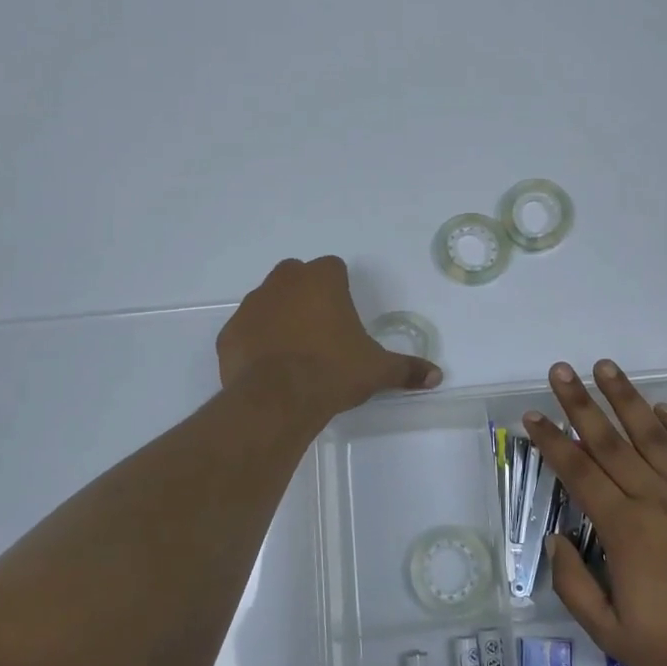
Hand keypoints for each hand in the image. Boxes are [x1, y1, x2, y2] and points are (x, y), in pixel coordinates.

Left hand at [218, 257, 441, 422]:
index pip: (332, 267)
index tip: (344, 314)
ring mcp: (252, 305)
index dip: (339, 287)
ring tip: (293, 351)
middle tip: (320, 329)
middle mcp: (283, 282)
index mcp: (321, 280)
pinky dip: (255, 341)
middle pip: (296, 275)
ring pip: (267, 300)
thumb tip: (436, 376)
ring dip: (279, 316)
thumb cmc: (333, 372)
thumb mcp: (377, 370)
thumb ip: (406, 368)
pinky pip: (246, 329)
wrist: (278, 398)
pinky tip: (267, 367)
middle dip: (306, 294)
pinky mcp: (230, 332)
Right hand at [526, 359, 666, 665]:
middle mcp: (656, 498)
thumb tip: (555, 541)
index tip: (532, 415)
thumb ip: (575, 587)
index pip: (579, 472)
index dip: (552, 441)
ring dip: (625, 398)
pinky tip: (659, 408)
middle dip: (580, 403)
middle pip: (610, 441)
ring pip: (651, 435)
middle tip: (560, 370)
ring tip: (605, 367)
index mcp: (625, 529)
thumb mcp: (614, 635)